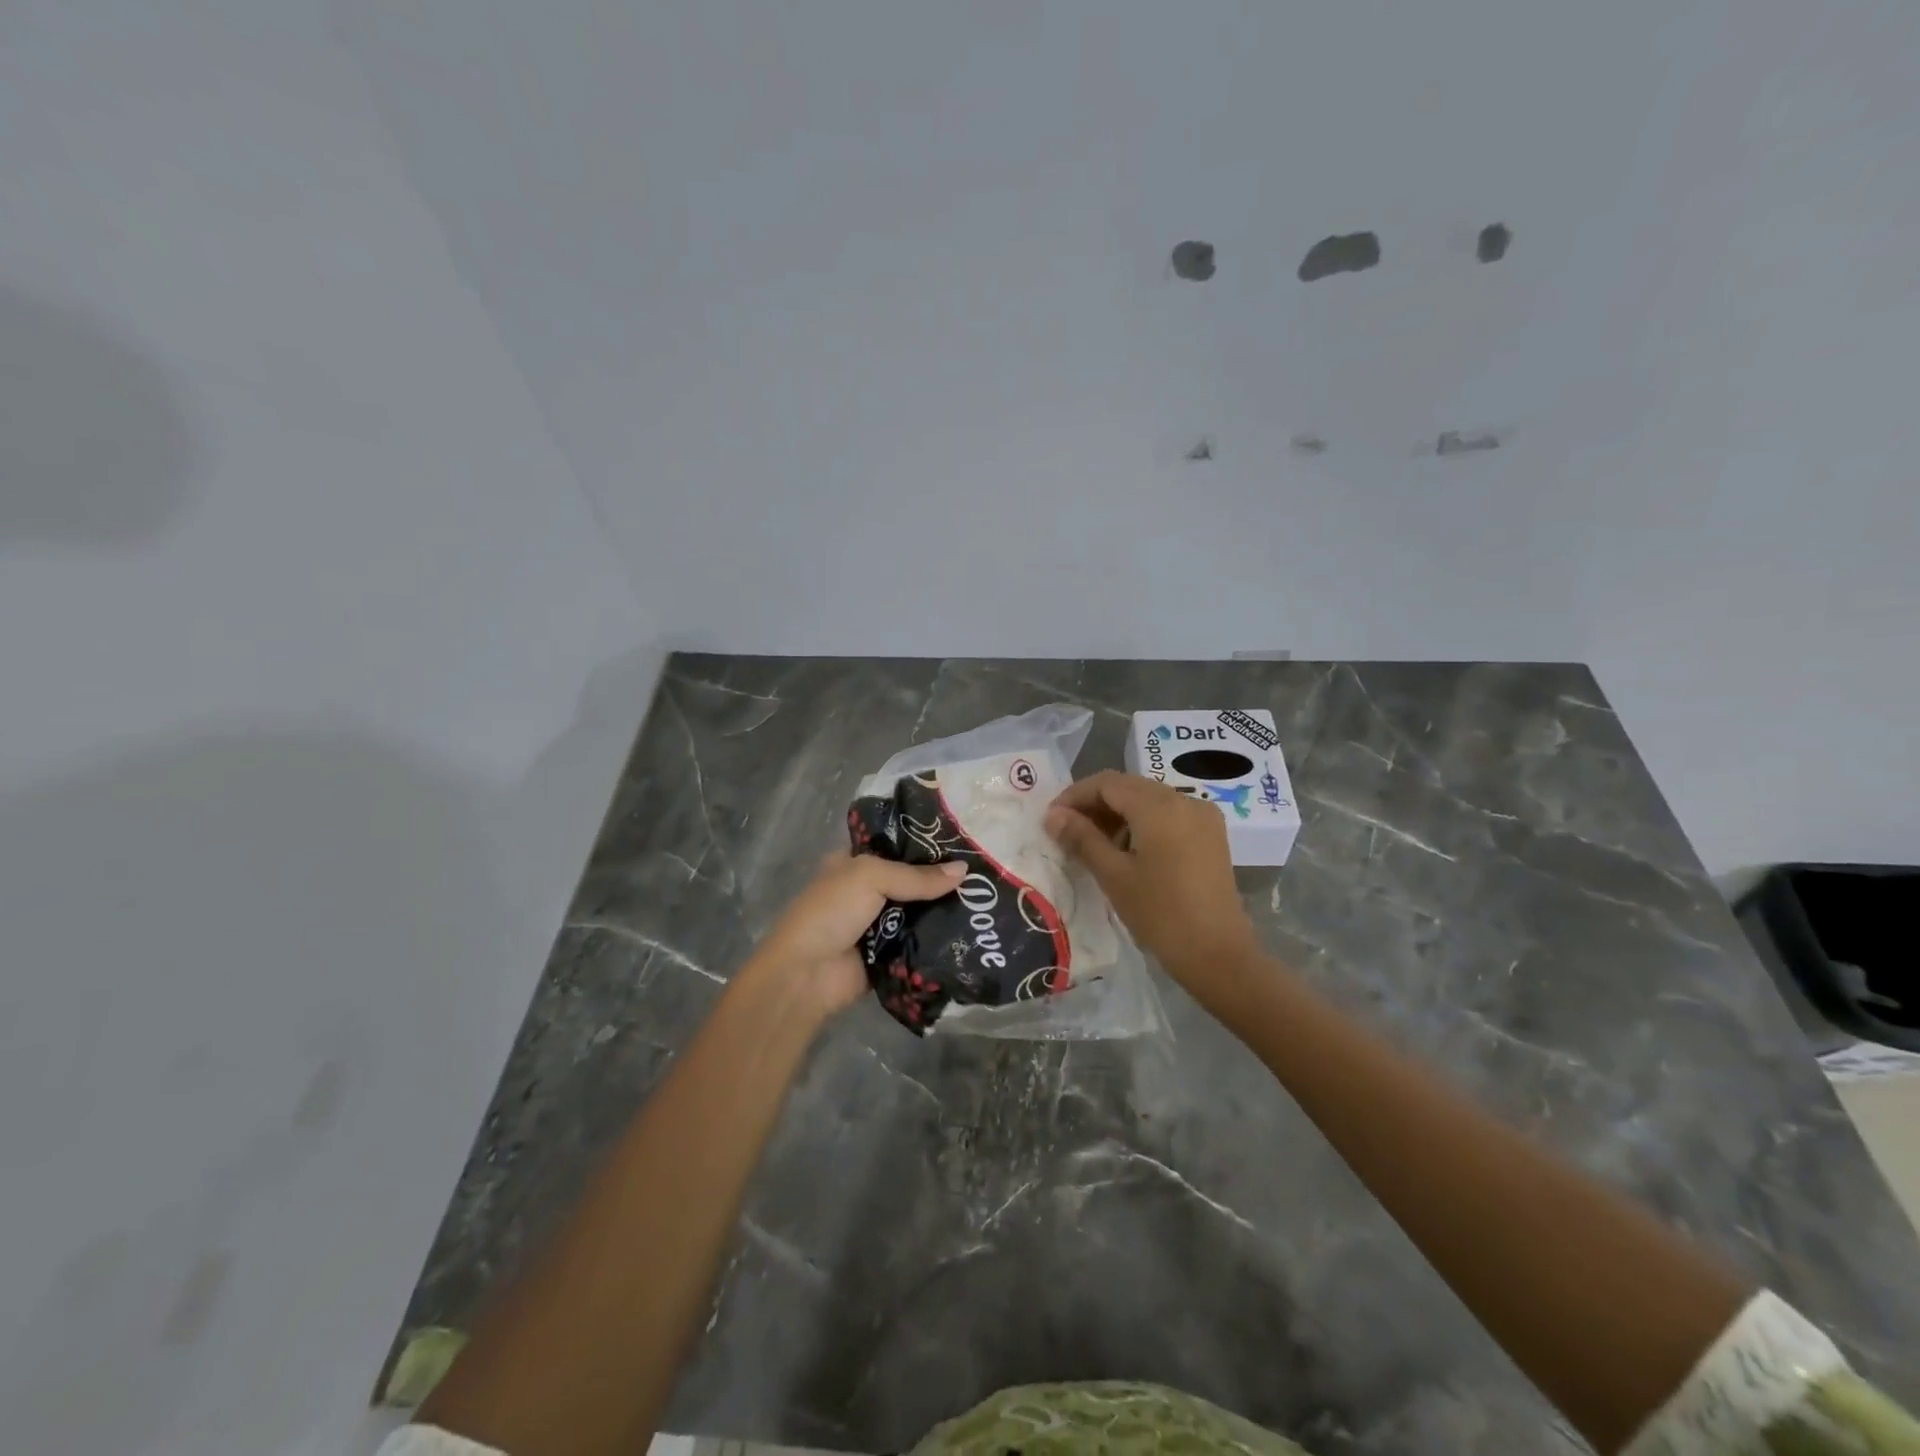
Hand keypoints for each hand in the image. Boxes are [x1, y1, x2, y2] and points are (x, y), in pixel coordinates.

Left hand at [747, 852, 965, 1020]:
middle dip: (942, 881)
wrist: (806, 975)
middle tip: (984, 877)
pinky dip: (939, 941)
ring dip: (945, 912)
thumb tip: (965, 871)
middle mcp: (867, 891)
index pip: (896, 847)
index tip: (965, 845)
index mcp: (854, 864)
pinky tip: (972, 934)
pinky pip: (920, 943)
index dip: (926, 845)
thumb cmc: (831, 912)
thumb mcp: (870, 878)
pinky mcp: (890, 955)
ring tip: (988, 903)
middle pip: (912, 881)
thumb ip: (917, 876)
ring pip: (920, 913)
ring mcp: (878, 925)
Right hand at [1045, 771, 1257, 996]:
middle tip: (1067, 830)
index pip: (1107, 783)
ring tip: (1094, 843)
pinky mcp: (1210, 834)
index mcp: (1159, 806)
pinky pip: (1168, 814)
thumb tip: (1053, 815)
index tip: (1052, 819)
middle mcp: (1184, 799)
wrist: (1218, 955)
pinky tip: (1127, 850)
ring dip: (1118, 813)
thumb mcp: (1113, 875)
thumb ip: (1082, 838)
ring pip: (1148, 799)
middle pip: (1129, 786)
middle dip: (1095, 803)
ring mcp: (1202, 816)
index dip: (1075, 795)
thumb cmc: (1160, 914)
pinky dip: (1142, 822)